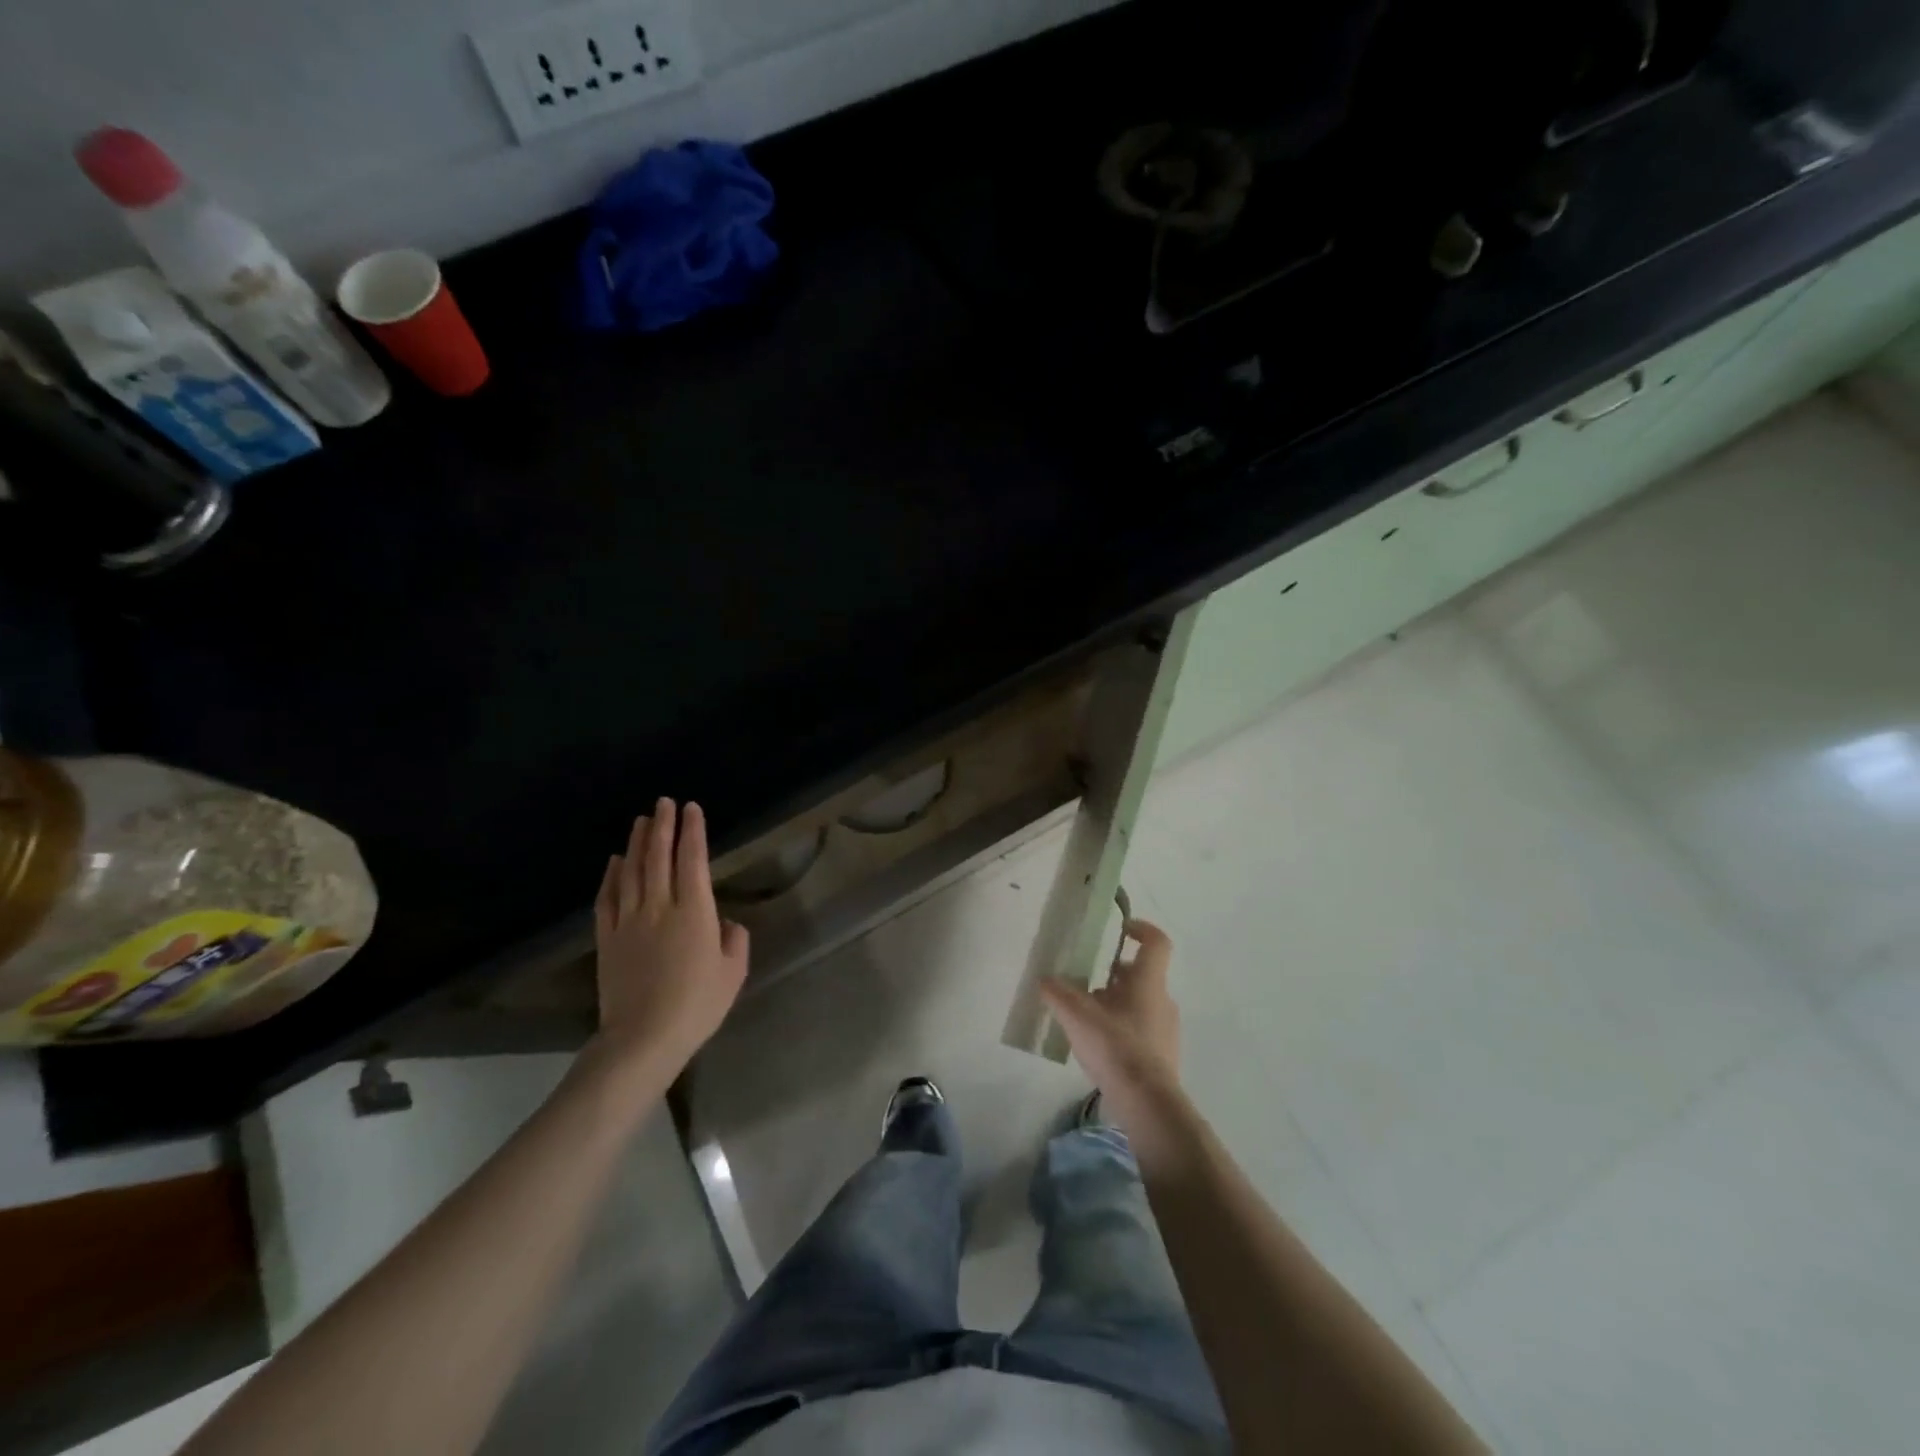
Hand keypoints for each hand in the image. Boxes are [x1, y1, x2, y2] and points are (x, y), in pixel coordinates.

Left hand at [593, 799, 749, 1073]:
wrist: (642, 1038)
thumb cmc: (696, 1006)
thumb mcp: (733, 974)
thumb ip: (734, 941)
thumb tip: (725, 924)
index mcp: (694, 912)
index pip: (693, 860)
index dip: (693, 831)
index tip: (692, 808)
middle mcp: (660, 907)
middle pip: (659, 857)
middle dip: (663, 826)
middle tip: (664, 802)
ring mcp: (629, 921)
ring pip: (632, 871)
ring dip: (637, 843)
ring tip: (642, 821)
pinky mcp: (607, 939)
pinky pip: (607, 898)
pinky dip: (611, 876)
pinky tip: (615, 861)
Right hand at [1040, 919, 1181, 1121]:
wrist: (1147, 1102)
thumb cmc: (1115, 1046)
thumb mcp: (1077, 1016)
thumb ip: (1058, 993)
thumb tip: (1045, 979)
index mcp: (1148, 981)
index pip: (1156, 943)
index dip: (1141, 929)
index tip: (1122, 929)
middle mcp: (1163, 1000)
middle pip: (1142, 975)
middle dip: (1115, 975)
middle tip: (1088, 983)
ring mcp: (1167, 1030)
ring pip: (1141, 1004)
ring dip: (1117, 1003)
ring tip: (1088, 1018)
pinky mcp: (1164, 1056)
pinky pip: (1143, 1030)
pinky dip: (1123, 1029)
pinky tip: (1100, 1047)